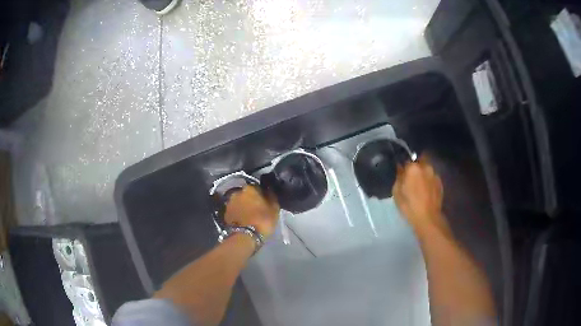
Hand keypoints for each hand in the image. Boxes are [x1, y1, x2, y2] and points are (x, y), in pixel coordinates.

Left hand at [224, 185, 279, 238]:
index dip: (262, 194)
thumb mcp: (274, 209)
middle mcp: (237, 192)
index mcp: (250, 188)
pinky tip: (243, 220)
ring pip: (239, 202)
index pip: (258, 187)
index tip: (265, 201)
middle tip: (257, 209)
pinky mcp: (225, 213)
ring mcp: (229, 202)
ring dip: (243, 206)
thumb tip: (269, 190)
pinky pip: (234, 210)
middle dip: (251, 199)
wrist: (244, 237)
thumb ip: (272, 197)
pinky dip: (238, 213)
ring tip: (249, 216)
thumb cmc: (262, 221)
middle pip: (246, 194)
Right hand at [392, 155, 447, 232]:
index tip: (402, 173)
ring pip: (427, 169)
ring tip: (420, 185)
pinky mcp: (440, 183)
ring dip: (423, 174)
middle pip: (419, 161)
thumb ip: (399, 177)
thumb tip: (400, 169)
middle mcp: (426, 167)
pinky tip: (426, 191)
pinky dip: (429, 181)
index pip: (407, 160)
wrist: (428, 217)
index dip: (404, 166)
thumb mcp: (397, 192)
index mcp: (413, 167)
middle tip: (411, 178)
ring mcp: (435, 174)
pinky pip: (432, 177)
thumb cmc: (409, 205)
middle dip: (416, 167)